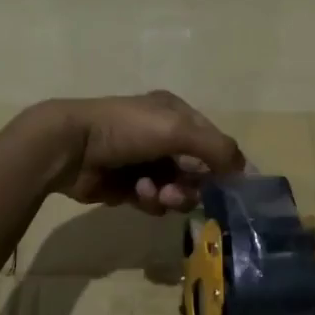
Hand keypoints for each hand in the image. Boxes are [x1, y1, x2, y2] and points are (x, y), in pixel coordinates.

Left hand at [33, 92, 244, 213]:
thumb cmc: (127, 129)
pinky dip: (147, 200)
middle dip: (191, 185)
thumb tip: (245, 170)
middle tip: (177, 193)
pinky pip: (151, 201)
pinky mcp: (125, 186)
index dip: (222, 164)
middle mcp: (161, 135)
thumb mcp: (178, 130)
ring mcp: (142, 161)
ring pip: (175, 189)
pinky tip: (135, 194)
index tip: (230, 188)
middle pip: (195, 171)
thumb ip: (217, 149)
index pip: (212, 141)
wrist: (70, 146)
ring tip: (152, 193)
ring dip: (169, 195)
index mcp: (174, 113)